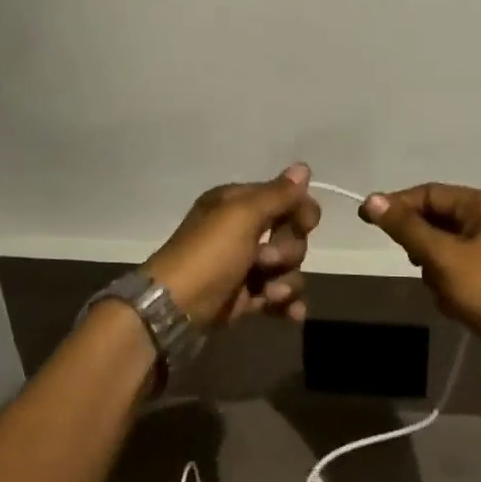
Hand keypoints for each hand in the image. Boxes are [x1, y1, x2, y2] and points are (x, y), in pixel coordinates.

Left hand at [145, 164, 322, 330]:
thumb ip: (276, 194)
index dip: (300, 210)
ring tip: (270, 295)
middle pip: (290, 235)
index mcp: (236, 204)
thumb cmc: (208, 255)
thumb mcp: (241, 216)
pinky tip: (292, 313)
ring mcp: (244, 266)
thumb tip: (303, 167)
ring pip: (288, 268)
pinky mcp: (245, 297)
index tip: (306, 224)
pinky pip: (279, 296)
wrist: (174, 310)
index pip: (284, 198)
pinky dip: (288, 304)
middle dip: (288, 251)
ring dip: (287, 282)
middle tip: (267, 260)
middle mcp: (241, 231)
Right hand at [361, 184, 480, 348]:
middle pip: (435, 219)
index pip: (430, 193)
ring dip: (432, 266)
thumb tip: (371, 200)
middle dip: (420, 243)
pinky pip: (452, 267)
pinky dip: (445, 281)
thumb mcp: (441, 254)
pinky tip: (451, 300)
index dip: (397, 204)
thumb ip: (405, 226)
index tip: (366, 218)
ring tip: (440, 286)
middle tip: (413, 260)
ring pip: (440, 245)